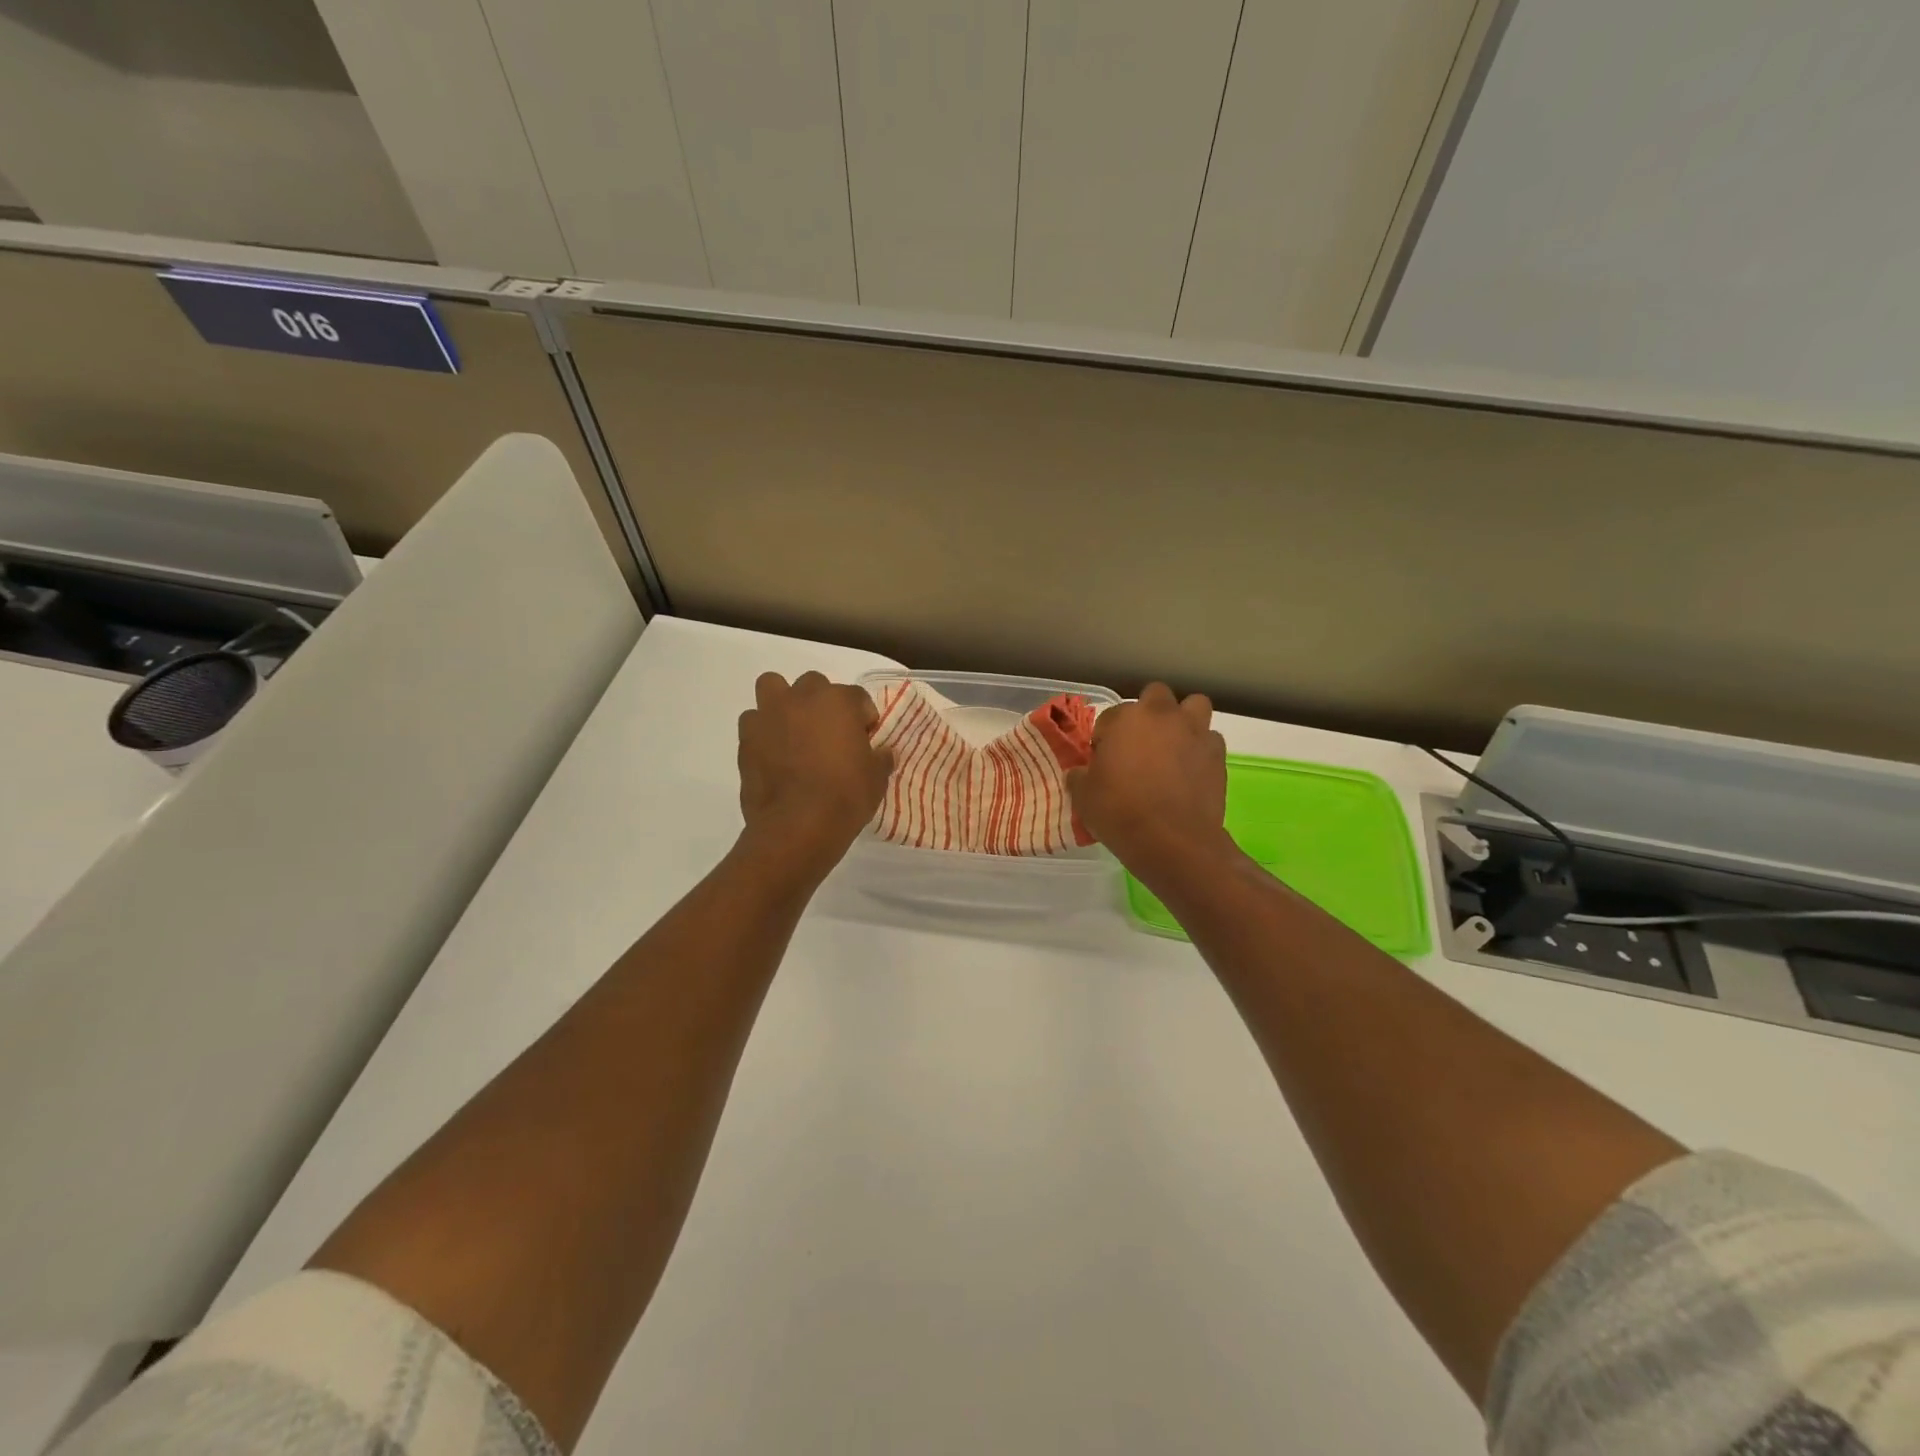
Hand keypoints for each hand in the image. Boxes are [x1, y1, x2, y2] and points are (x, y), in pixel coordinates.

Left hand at [737, 671, 891, 878]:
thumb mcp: (876, 778)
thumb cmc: (845, 796)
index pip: (857, 698)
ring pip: (772, 688)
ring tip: (793, 732)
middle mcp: (801, 698)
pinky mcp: (746, 739)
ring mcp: (769, 715)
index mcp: (838, 700)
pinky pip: (754, 722)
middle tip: (828, 733)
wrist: (797, 826)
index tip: (864, 741)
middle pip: (813, 684)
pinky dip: (763, 732)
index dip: (863, 719)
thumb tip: (883, 753)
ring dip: (783, 704)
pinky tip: (773, 755)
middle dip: (821, 703)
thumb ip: (880, 759)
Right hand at [1067, 683, 1233, 885]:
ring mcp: (1196, 734)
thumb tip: (1080, 773)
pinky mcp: (1218, 757)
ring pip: (1194, 707)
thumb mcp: (1084, 796)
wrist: (1172, 841)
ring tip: (1172, 746)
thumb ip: (1080, 776)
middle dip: (1148, 712)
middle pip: (1157, 695)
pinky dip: (1201, 749)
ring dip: (1183, 720)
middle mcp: (1164, 716)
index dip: (1105, 737)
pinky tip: (1190, 770)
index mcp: (1127, 718)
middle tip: (1139, 742)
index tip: (1103, 758)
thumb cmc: (1120, 812)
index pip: (1110, 716)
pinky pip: (1210, 741)